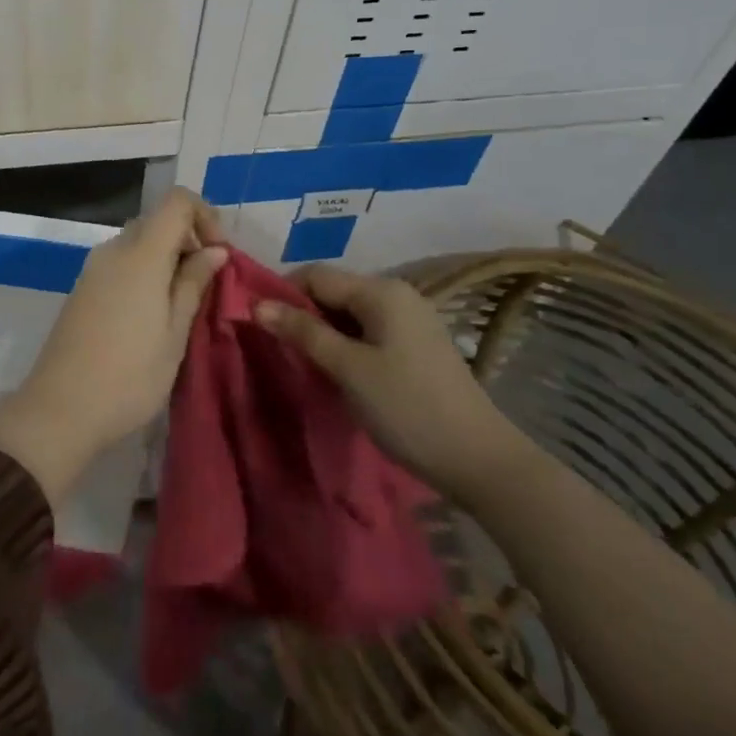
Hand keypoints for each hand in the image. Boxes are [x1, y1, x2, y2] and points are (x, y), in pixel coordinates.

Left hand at [0, 188, 226, 503]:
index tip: (220, 256)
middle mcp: (113, 249)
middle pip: (157, 220)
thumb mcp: (174, 333)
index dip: (205, 216)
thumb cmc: (129, 375)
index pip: (177, 201)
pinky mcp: (83, 288)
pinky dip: (145, 272)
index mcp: (141, 254)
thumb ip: (193, 284)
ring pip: (138, 242)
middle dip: (188, 240)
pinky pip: (121, 262)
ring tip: (184, 305)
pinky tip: (153, 313)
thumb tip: (215, 250)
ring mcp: (93, 268)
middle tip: (207, 285)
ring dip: (167, 259)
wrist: (60, 408)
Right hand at [254, 264, 533, 506]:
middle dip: (301, 314)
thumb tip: (256, 304)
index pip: (315, 275)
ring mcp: (409, 321)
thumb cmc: (407, 407)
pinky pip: (366, 332)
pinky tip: (335, 372)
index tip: (258, 324)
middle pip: (332, 292)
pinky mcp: (415, 346)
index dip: (282, 293)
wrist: (480, 461)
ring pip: (348, 314)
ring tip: (301, 362)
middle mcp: (396, 295)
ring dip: (321, 333)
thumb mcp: (348, 368)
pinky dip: (344, 345)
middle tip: (277, 348)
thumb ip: (302, 331)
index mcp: (381, 291)